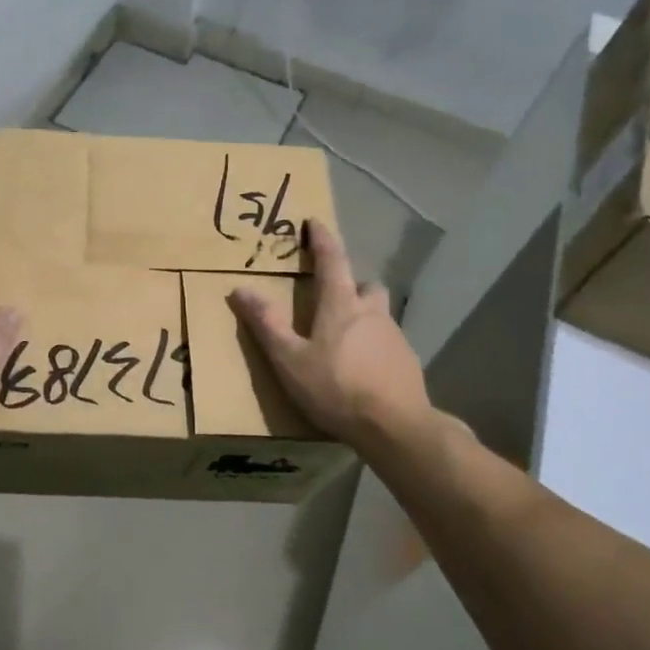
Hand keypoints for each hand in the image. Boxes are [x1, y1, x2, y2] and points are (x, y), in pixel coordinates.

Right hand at [232, 219, 435, 444]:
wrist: (396, 428)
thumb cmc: (336, 388)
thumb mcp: (289, 359)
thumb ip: (266, 324)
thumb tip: (240, 288)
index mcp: (341, 305)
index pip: (332, 260)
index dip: (322, 239)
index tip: (314, 222)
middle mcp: (372, 312)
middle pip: (365, 286)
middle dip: (351, 285)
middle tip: (333, 298)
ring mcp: (395, 337)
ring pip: (379, 314)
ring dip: (364, 316)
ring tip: (345, 340)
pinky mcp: (408, 362)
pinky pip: (388, 343)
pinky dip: (375, 346)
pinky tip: (364, 370)